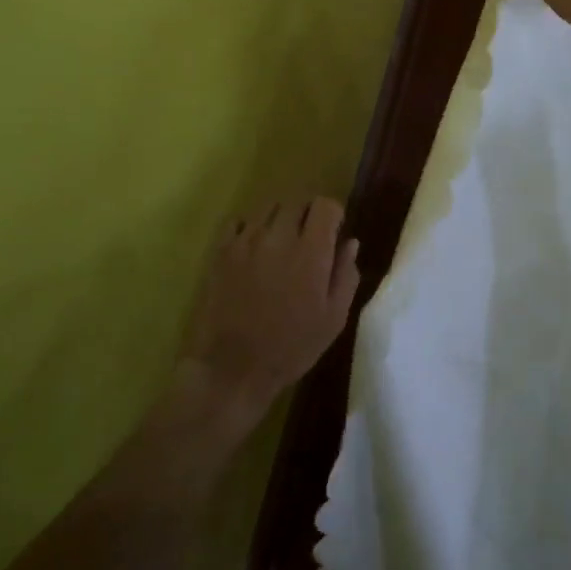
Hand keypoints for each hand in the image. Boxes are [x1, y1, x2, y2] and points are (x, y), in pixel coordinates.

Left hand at [173, 197, 360, 444]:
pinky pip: (238, 222)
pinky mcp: (221, 252)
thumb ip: (345, 275)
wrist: (232, 368)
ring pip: (268, 207)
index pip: (324, 205)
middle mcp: (278, 237)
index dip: (333, 214)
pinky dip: (251, 227)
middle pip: (297, 201)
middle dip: (308, 214)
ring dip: (280, 218)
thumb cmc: (291, 347)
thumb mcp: (333, 318)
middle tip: (309, 239)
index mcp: (311, 252)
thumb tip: (350, 242)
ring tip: (281, 243)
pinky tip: (254, 249)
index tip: (333, 233)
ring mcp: (245, 242)